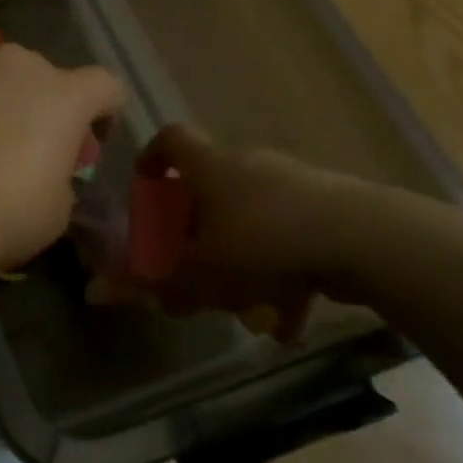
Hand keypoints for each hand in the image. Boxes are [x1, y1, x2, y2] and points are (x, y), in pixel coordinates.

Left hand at [0, 43, 124, 268]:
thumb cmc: (3, 208)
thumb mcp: (57, 211)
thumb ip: (63, 179)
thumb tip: (50, 171)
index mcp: (66, 94)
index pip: (107, 86)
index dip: (107, 114)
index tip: (90, 147)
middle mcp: (22, 66)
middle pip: (50, 80)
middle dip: (50, 111)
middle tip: (36, 154)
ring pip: (3, 82)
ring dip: (6, 108)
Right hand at [132, 125, 362, 338]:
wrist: (365, 239)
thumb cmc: (264, 242)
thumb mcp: (202, 270)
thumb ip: (153, 280)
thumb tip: (97, 292)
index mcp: (211, 166)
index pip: (171, 139)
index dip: (152, 157)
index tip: (145, 188)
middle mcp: (248, 165)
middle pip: (210, 189)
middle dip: (197, 234)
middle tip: (192, 270)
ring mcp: (293, 184)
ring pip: (252, 222)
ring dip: (242, 264)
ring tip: (244, 311)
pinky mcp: (328, 209)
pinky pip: (291, 240)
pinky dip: (284, 277)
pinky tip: (287, 323)